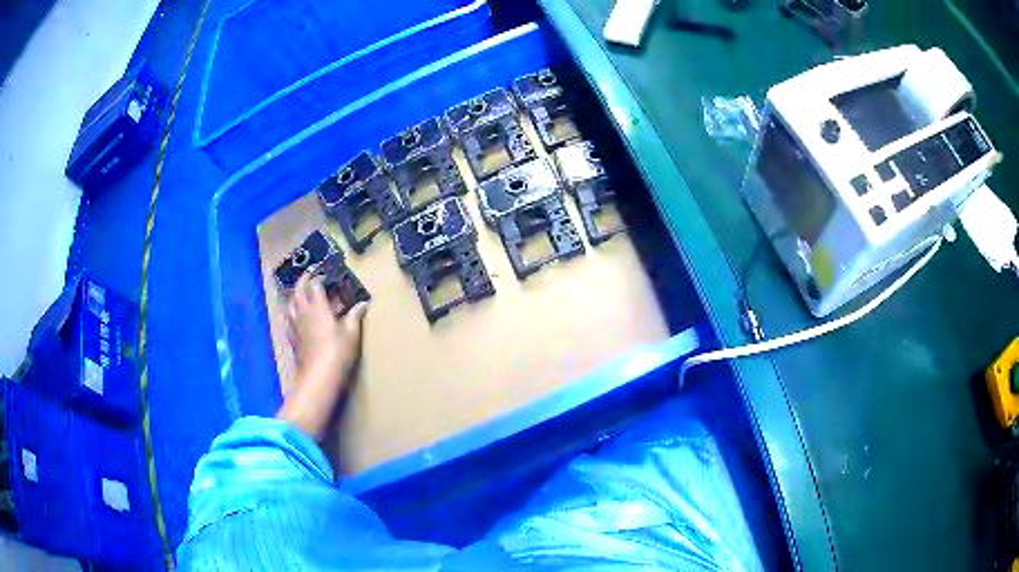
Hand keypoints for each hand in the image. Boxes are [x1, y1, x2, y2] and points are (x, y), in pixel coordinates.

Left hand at [277, 273, 367, 439]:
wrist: (319, 376)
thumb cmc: (338, 351)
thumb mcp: (352, 333)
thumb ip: (355, 316)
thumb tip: (363, 304)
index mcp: (318, 307)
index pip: (315, 285)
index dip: (319, 277)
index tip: (325, 274)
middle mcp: (303, 312)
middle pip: (298, 291)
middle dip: (303, 280)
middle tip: (309, 276)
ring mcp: (295, 325)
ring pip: (290, 304)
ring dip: (294, 295)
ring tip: (299, 293)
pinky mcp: (292, 338)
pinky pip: (288, 319)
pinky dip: (291, 312)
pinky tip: (295, 316)